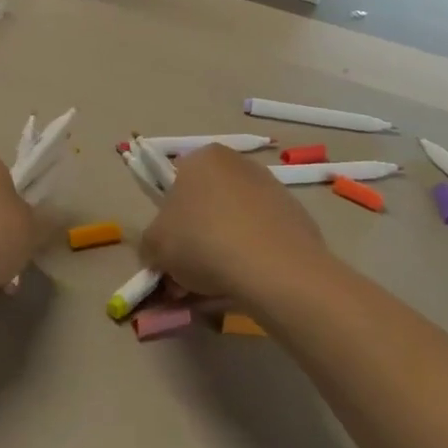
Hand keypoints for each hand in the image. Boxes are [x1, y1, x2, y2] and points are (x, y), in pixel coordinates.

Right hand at [140, 145, 328, 311]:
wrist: (275, 268)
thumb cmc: (203, 242)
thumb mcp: (155, 245)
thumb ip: (150, 244)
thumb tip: (158, 253)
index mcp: (203, 158)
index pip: (176, 185)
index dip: (169, 223)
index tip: (169, 255)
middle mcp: (240, 164)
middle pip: (207, 205)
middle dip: (196, 240)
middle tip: (187, 278)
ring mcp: (273, 189)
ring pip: (235, 223)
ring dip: (223, 251)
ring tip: (216, 289)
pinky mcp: (297, 217)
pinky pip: (262, 238)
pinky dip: (252, 258)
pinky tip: (247, 286)